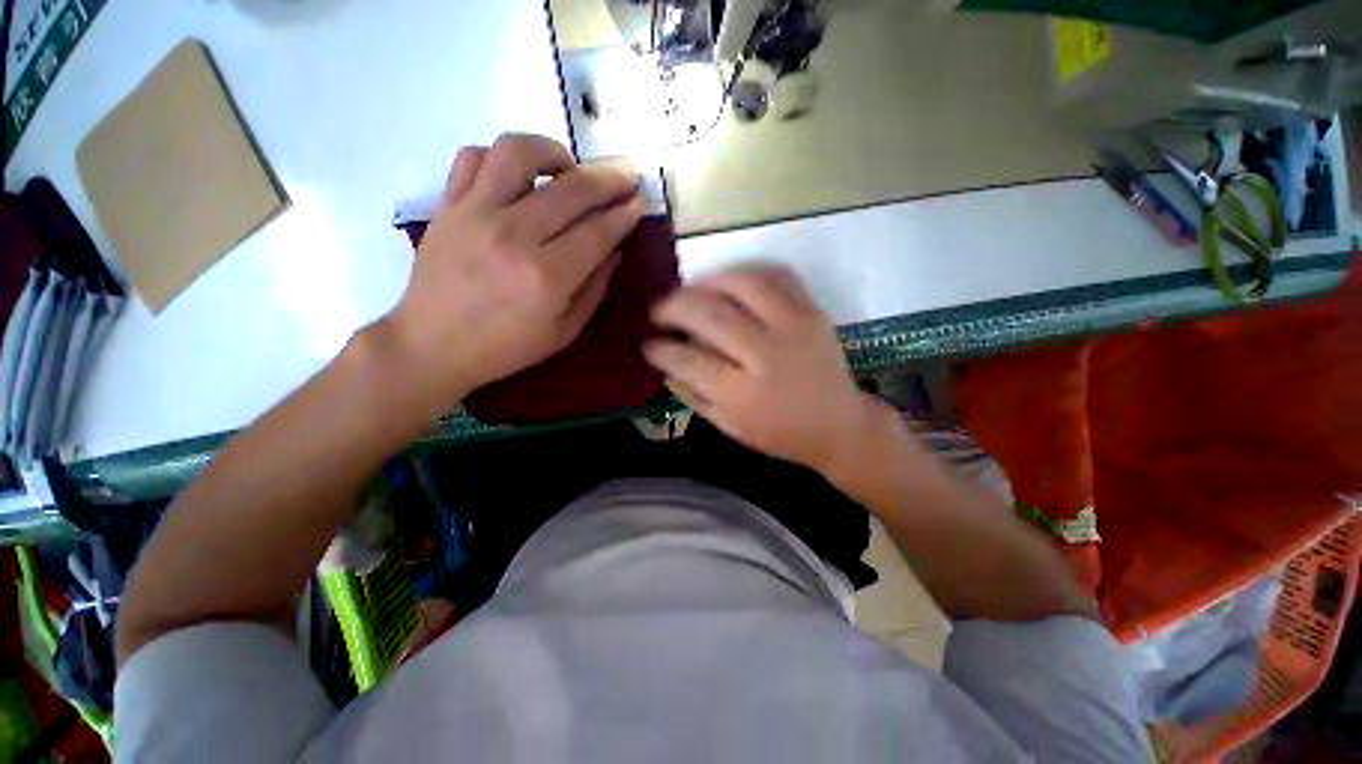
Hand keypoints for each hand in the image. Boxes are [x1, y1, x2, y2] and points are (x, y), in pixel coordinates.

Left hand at [389, 134, 645, 400]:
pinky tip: (519, 177)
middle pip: (571, 189)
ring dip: (553, 152)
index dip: (625, 213)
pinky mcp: (448, 205)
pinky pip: (473, 157)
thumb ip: (594, 289)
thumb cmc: (506, 347)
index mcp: (547, 277)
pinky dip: (502, 157)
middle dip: (607, 180)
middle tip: (623, 180)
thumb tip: (614, 250)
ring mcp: (475, 213)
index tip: (640, 201)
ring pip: (518, 153)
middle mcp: (514, 235)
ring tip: (568, 168)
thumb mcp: (564, 331)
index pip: (598, 231)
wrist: (432, 345)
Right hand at [645, 266, 884, 472]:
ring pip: (740, 284)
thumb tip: (663, 363)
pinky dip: (745, 272)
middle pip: (709, 314)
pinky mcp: (813, 311)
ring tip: (689, 293)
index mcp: (743, 395)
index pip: (688, 360)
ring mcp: (794, 327)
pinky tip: (728, 283)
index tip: (646, 343)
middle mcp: (767, 355)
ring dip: (705, 282)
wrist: (839, 424)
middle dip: (672, 307)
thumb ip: (692, 394)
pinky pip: (775, 274)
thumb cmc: (779, 434)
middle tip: (657, 311)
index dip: (659, 349)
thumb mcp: (729, 426)